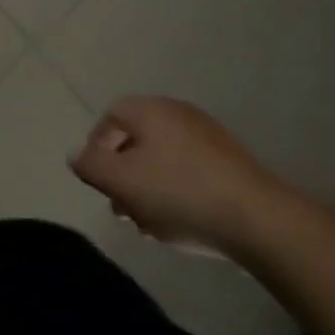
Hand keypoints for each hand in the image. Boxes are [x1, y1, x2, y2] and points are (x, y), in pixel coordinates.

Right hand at [69, 96, 288, 256]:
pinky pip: (190, 172)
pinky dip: (177, 193)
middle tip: (121, 208)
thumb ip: (91, 166)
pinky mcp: (232, 164)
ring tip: (149, 224)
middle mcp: (179, 114)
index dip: (97, 145)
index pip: (111, 115)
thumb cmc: (179, 193)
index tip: (98, 180)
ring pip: (163, 160)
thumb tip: (76, 155)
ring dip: (149, 189)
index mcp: (151, 110)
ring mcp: (209, 137)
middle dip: (123, 175)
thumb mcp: (121, 182)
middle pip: (137, 139)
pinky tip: (180, 224)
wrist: (259, 220)